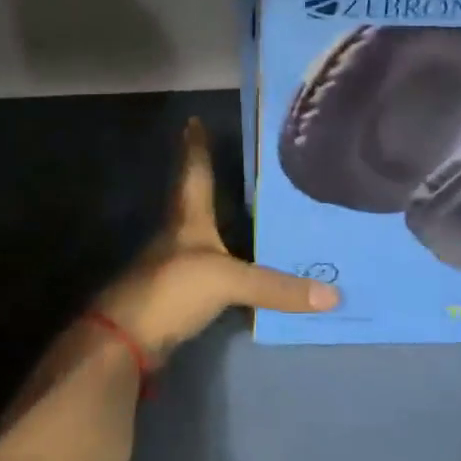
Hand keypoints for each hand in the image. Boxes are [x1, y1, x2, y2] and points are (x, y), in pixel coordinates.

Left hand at [93, 118, 337, 363]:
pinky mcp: (177, 295)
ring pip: (200, 235)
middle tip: (228, 159)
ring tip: (246, 208)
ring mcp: (174, 266)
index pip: (193, 172)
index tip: (193, 120)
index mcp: (187, 219)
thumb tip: (334, 296)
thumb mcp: (229, 281)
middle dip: (205, 178)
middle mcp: (178, 236)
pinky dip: (225, 261)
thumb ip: (277, 287)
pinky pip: (208, 269)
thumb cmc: (173, 289)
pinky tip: (241, 263)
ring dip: (218, 221)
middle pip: (192, 199)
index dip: (195, 147)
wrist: (126, 340)